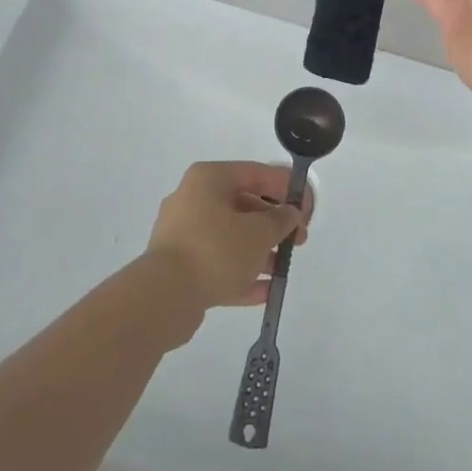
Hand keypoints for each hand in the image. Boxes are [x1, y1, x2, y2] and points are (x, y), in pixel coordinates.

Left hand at [143, 162, 311, 337]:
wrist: (163, 297)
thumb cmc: (215, 250)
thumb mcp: (258, 232)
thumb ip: (280, 220)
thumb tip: (289, 214)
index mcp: (209, 178)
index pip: (256, 173)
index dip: (286, 188)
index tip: (308, 208)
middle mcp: (193, 199)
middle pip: (243, 205)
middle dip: (274, 223)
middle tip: (299, 240)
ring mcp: (183, 234)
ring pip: (230, 236)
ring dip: (260, 250)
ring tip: (283, 267)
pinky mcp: (179, 266)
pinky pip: (217, 263)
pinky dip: (240, 273)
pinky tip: (265, 290)